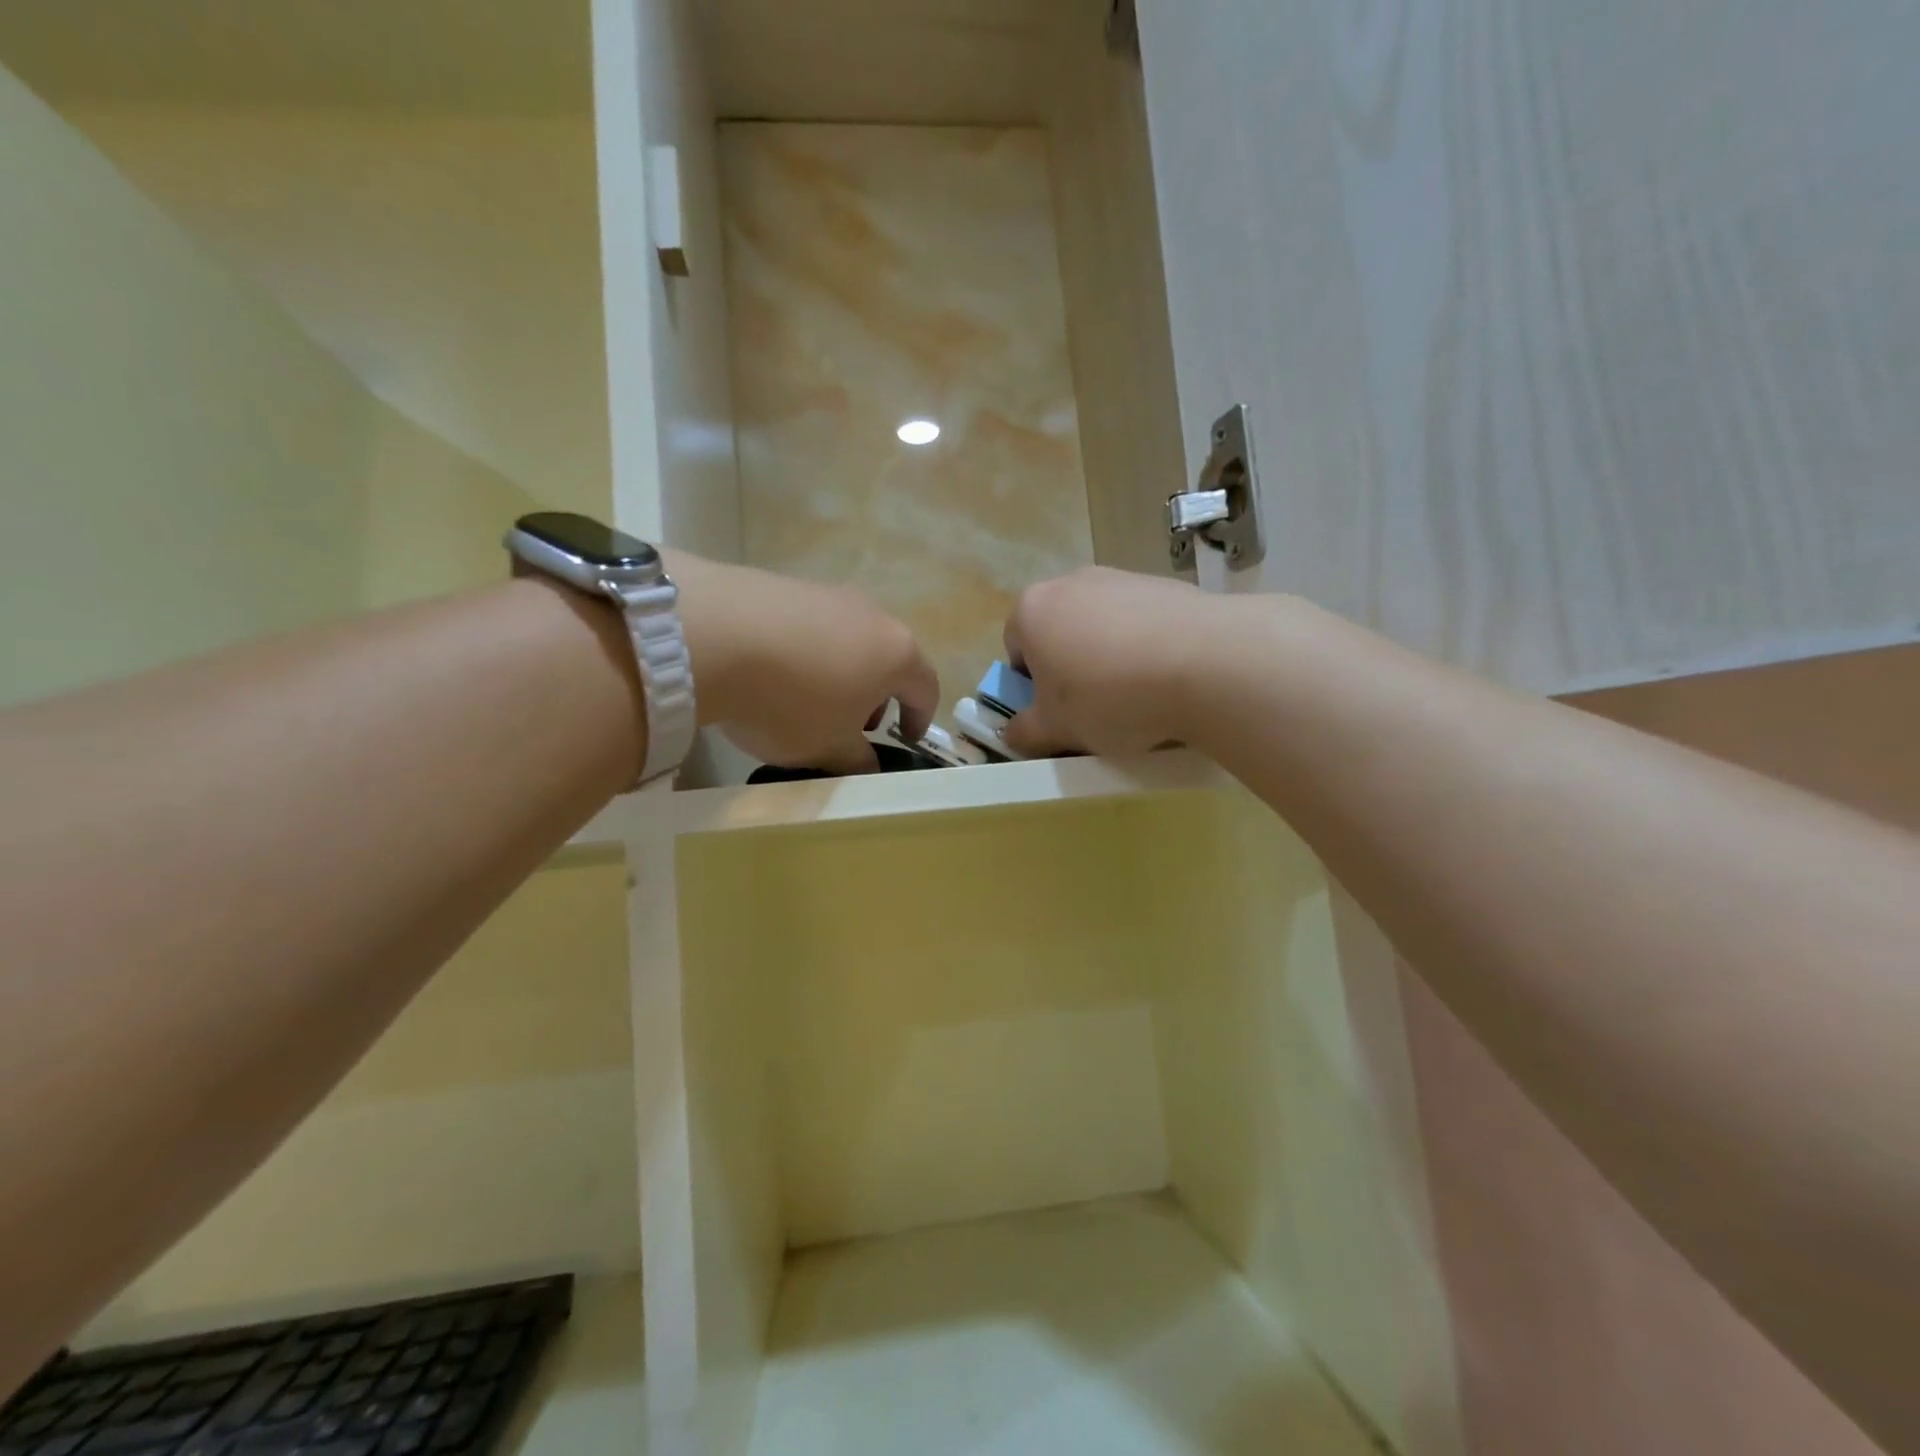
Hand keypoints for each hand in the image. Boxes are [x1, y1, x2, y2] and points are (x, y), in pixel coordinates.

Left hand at [667, 552, 938, 773]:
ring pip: (849, 640)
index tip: (906, 739)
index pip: (926, 688)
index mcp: (897, 654)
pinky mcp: (786, 584)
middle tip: (853, 725)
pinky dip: (806, 651)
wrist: (711, 635)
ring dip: (841, 672)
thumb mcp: (828, 748)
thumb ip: (857, 762)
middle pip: (888, 659)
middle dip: (877, 695)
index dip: (920, 718)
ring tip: (809, 698)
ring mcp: (828, 594)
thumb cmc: (790, 702)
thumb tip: (868, 767)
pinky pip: (810, 625)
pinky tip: (773, 671)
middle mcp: (872, 615)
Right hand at [1001, 567, 1222, 757]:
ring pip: (1102, 627)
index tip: (1055, 713)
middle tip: (1092, 709)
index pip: (1014, 649)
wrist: (1206, 664)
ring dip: (1109, 658)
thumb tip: (1013, 733)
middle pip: (1060, 633)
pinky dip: (1147, 648)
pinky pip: (1143, 624)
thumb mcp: (1055, 729)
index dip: (1030, 686)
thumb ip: (1024, 732)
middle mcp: (1072, 582)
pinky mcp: (1167, 586)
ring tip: (1137, 698)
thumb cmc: (1108, 696)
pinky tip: (1167, 679)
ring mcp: (1122, 578)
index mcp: (1032, 609)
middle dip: (1070, 669)